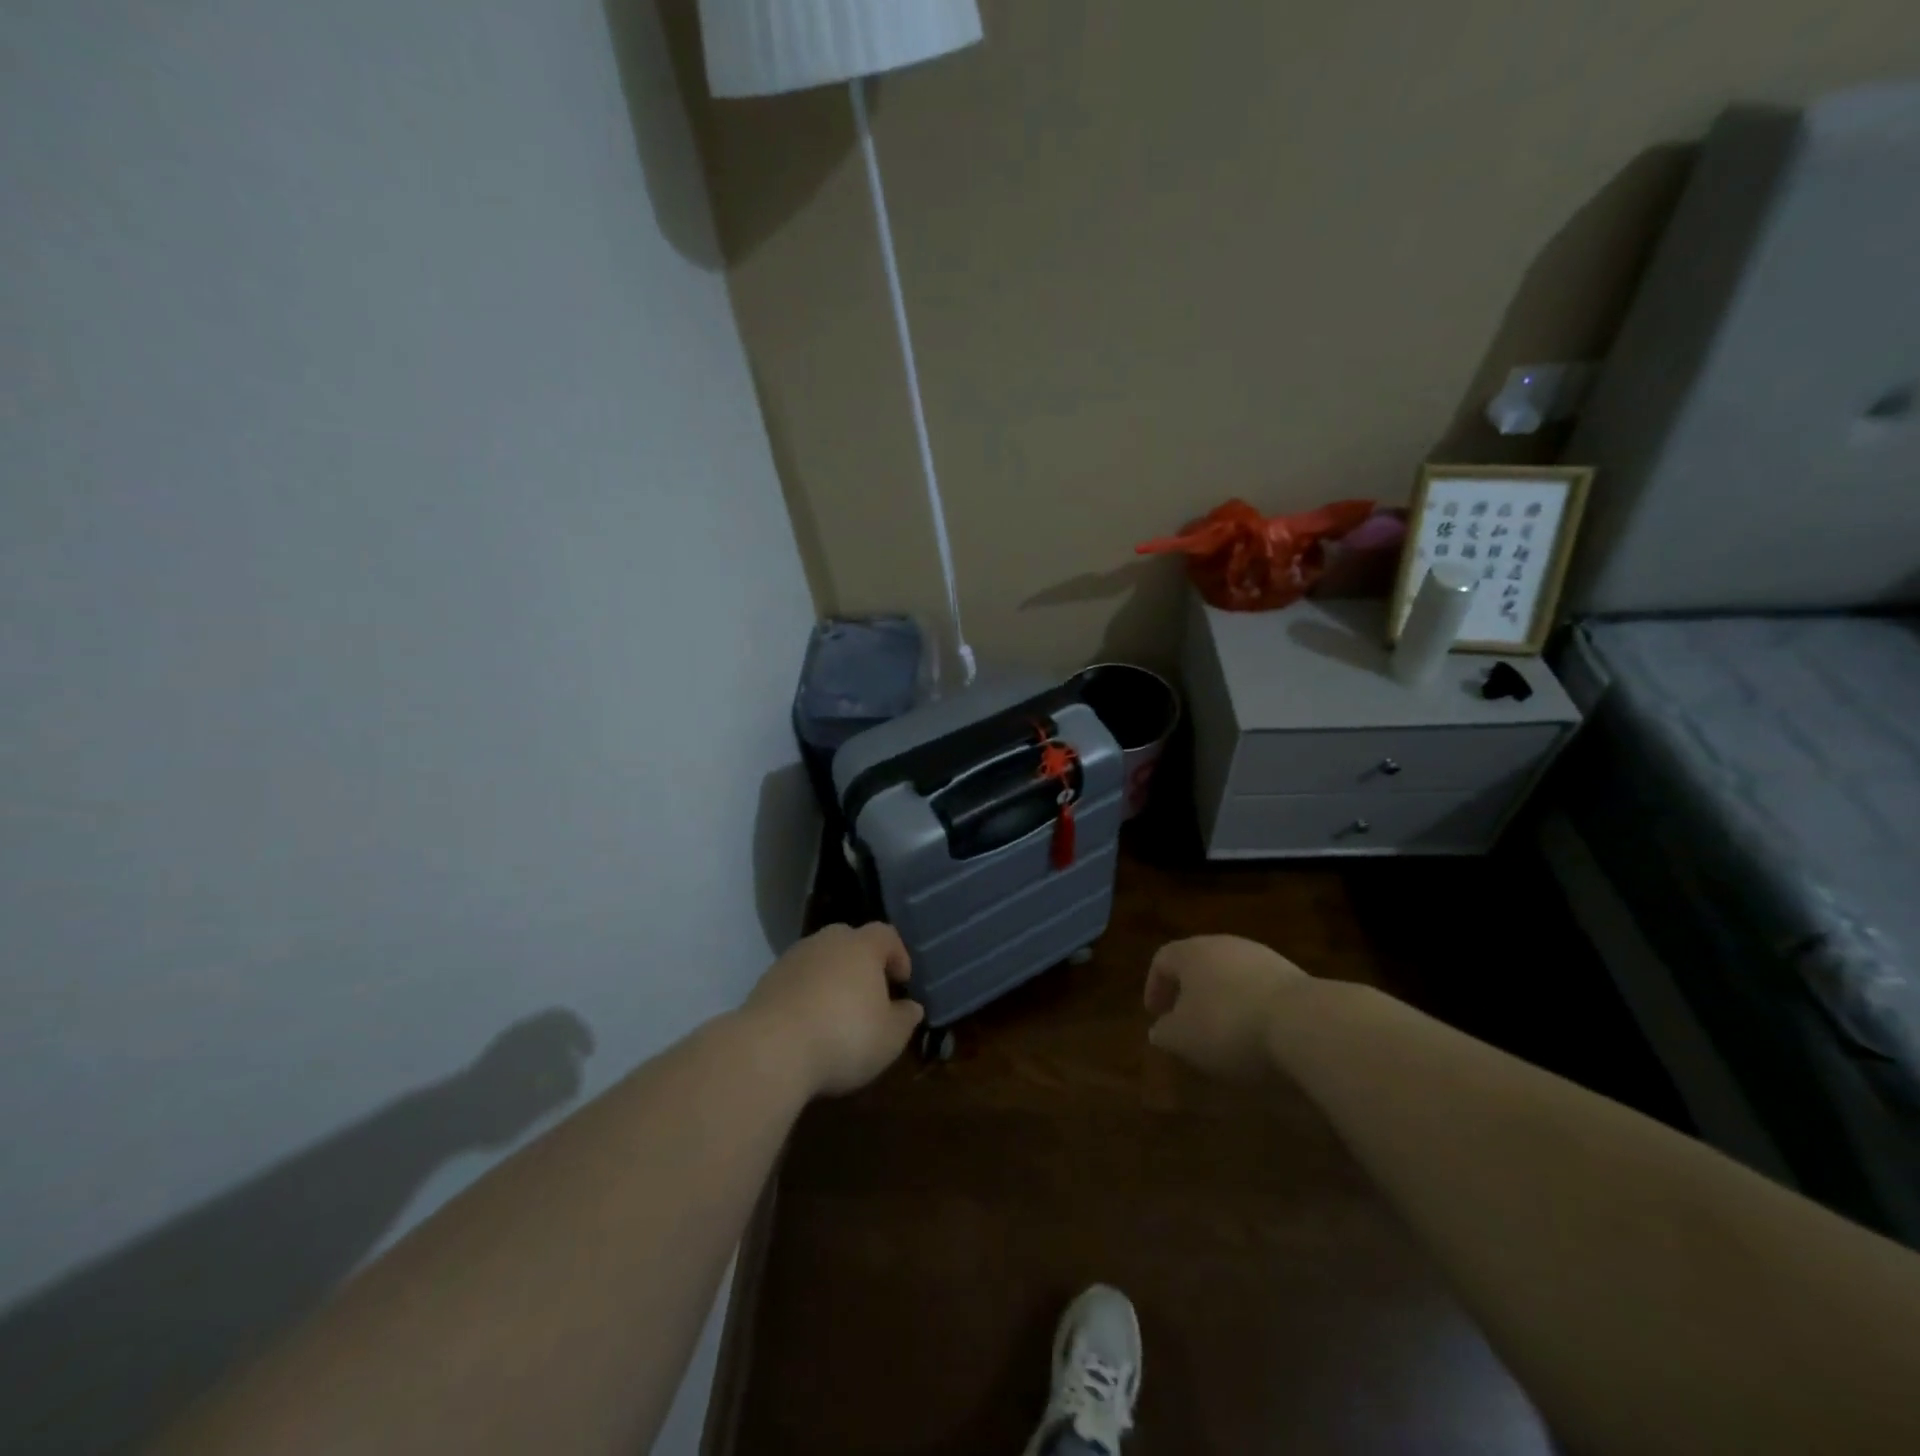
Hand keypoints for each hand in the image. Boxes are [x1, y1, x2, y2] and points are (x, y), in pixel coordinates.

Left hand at [743, 923, 923, 1096]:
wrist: (770, 1050)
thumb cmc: (844, 1037)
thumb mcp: (889, 1037)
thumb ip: (905, 1018)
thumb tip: (911, 1007)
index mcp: (862, 946)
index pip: (886, 934)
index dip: (898, 955)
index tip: (902, 982)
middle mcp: (826, 942)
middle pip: (849, 941)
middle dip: (861, 963)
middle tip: (869, 994)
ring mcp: (792, 959)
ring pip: (820, 960)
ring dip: (830, 979)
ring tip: (836, 1014)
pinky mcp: (765, 981)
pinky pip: (796, 981)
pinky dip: (805, 995)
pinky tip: (808, 1026)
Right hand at [1144, 935, 1309, 1080]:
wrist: (1306, 1023)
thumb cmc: (1228, 1026)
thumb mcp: (1183, 1038)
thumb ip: (1165, 1032)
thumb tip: (1159, 1029)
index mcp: (1192, 952)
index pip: (1163, 959)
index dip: (1155, 987)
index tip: (1156, 1015)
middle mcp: (1225, 945)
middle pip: (1199, 964)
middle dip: (1190, 993)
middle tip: (1187, 1022)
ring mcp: (1263, 958)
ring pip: (1232, 976)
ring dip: (1223, 1000)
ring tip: (1224, 1034)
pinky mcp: (1294, 977)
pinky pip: (1261, 990)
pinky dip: (1252, 1009)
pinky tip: (1258, 1036)